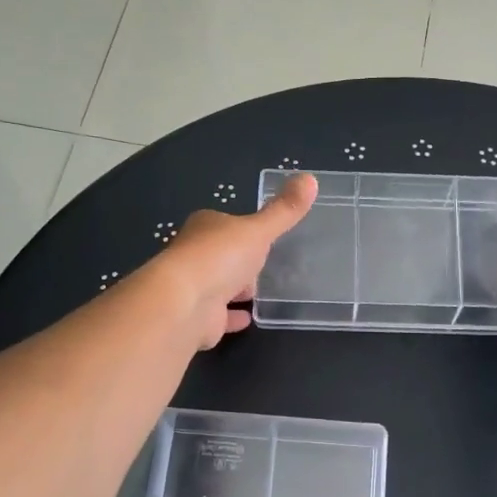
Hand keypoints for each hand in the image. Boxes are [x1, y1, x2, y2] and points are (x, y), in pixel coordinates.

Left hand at [150, 172, 318, 347]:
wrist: (185, 304)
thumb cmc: (220, 257)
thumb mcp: (259, 230)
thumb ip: (285, 210)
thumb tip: (311, 178)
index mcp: (205, 228)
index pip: (226, 225)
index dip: (243, 231)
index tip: (263, 237)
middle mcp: (195, 255)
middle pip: (222, 256)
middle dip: (239, 261)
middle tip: (264, 267)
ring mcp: (194, 288)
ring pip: (219, 286)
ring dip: (235, 289)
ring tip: (259, 293)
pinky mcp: (197, 318)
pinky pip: (220, 316)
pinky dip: (232, 316)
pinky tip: (247, 318)